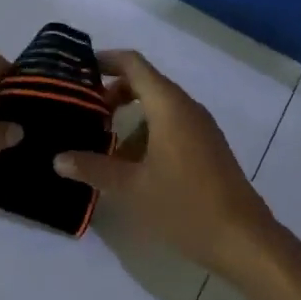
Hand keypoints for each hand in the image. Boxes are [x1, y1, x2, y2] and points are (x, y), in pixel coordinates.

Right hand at [53, 50, 275, 283]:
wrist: (242, 239)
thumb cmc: (185, 205)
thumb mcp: (131, 188)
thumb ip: (93, 168)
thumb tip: (58, 159)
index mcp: (169, 106)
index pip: (134, 64)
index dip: (106, 60)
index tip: (78, 70)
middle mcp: (186, 108)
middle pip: (145, 83)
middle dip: (113, 93)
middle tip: (84, 111)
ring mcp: (201, 128)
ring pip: (158, 107)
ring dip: (129, 117)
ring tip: (101, 143)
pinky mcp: (207, 147)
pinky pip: (172, 125)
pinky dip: (147, 132)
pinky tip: (131, 165)